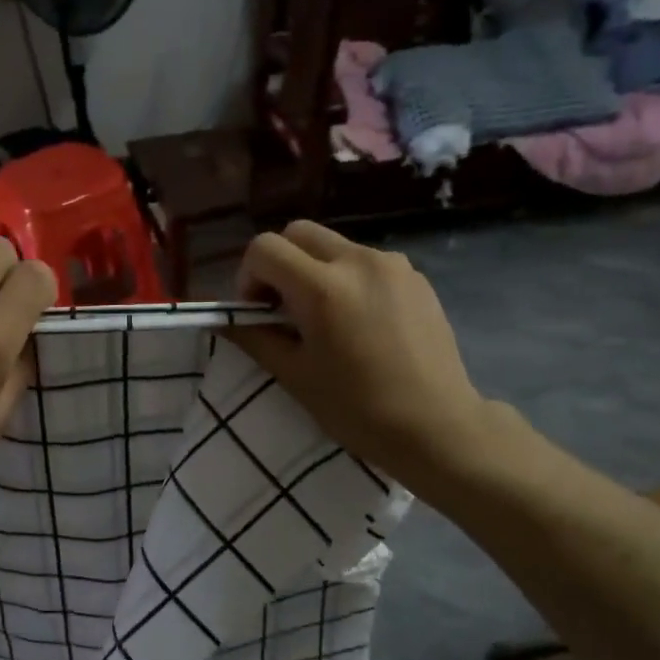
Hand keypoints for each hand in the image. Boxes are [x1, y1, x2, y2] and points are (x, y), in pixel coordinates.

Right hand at [229, 221, 505, 492]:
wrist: (436, 426)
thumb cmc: (357, 409)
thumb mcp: (295, 376)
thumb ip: (254, 337)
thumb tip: (224, 320)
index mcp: (323, 287)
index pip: (264, 248)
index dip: (248, 277)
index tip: (257, 312)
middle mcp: (358, 261)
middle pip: (299, 233)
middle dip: (279, 263)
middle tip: (282, 308)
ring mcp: (393, 265)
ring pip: (335, 246)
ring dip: (314, 270)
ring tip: (324, 319)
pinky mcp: (416, 277)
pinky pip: (367, 262)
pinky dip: (348, 279)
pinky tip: (360, 323)